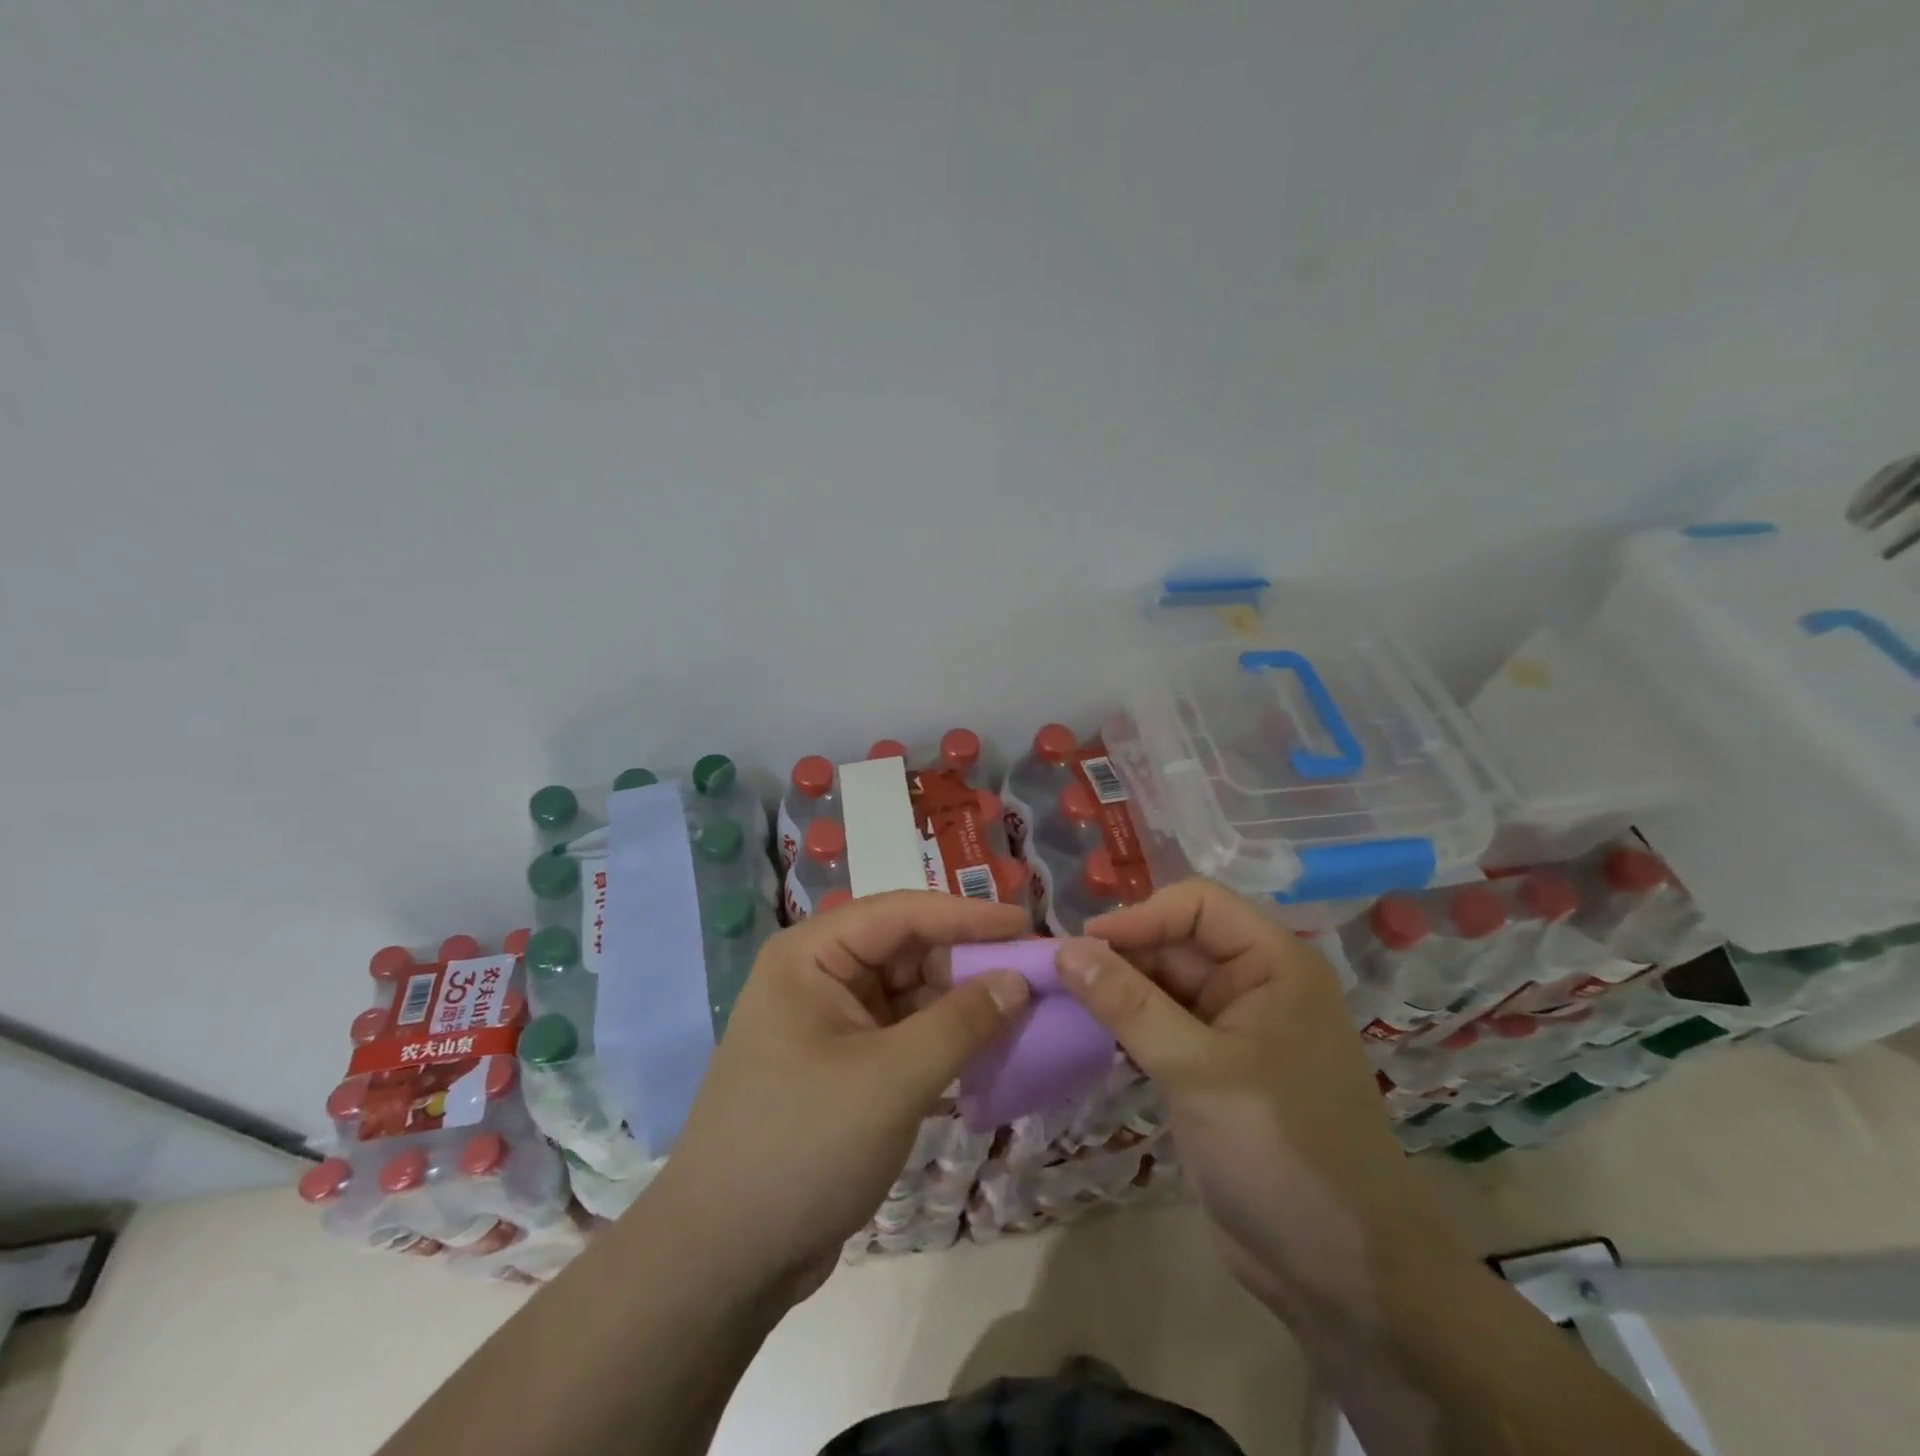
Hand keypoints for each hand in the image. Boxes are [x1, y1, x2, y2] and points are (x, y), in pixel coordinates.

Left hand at [646, 890, 1031, 1304]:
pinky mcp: (844, 1069)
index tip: (1028, 925)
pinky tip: (988, 1054)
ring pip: (910, 995)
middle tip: (1034, 976)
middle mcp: (819, 978)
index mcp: (811, 957)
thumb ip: (961, 1023)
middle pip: (907, 951)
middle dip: (968, 963)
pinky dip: (944, 1042)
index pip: (901, 913)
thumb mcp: (890, 1080)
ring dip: (961, 1006)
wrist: (722, 1262)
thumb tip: (1018, 980)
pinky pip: (905, 1036)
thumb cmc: (802, 1147)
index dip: (967, 915)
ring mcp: (830, 1025)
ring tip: (1023, 1014)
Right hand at [1060, 880, 1465, 1313]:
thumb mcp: (1197, 1070)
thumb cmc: (1281, 1150)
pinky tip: (1092, 1035)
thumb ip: (1128, 1004)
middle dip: (1123, 955)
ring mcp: (1236, 1029)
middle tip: (1061, 978)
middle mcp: (1257, 984)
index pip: (1198, 906)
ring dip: (1119, 991)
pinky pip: (1163, 1026)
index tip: (1082, 946)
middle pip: (1177, 942)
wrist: (1342, 1274)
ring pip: (1165, 985)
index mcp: (1274, 964)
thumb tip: (1065, 948)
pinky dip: (1129, 1026)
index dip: (1140, 916)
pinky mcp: (1216, 1070)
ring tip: (1066, 1003)